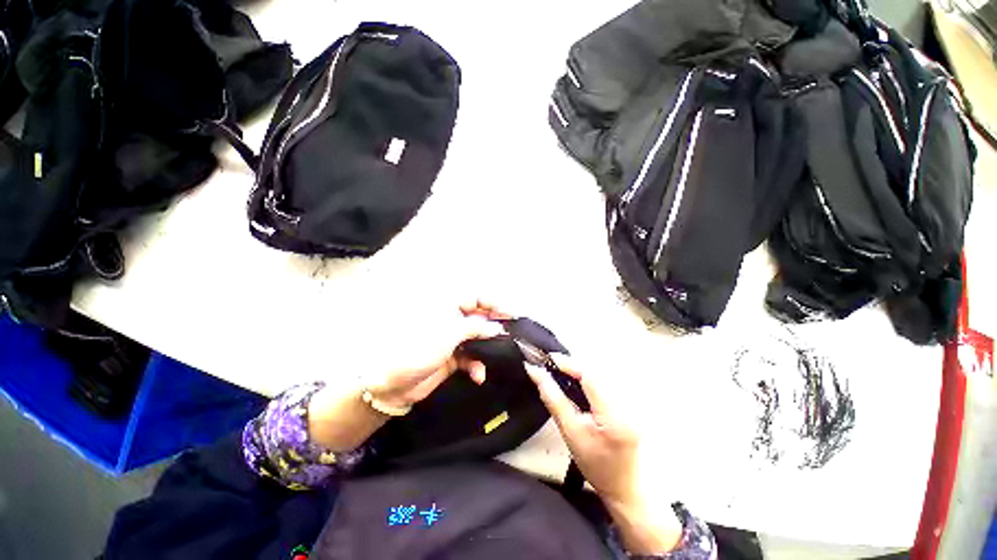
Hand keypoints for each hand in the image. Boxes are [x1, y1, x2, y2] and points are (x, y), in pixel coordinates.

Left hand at [309, 300, 505, 451]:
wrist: (393, 383)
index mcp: (448, 306)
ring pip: (478, 338)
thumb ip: (477, 327)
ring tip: (498, 355)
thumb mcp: (450, 332)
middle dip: (495, 327)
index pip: (477, 298)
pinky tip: (478, 375)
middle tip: (512, 335)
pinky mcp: (453, 357)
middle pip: (480, 318)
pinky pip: (471, 357)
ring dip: (488, 347)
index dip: (496, 304)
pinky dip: (476, 365)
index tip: (513, 314)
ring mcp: (452, 339)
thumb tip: (497, 327)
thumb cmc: (419, 348)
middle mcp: (452, 319)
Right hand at [524, 357, 682, 553]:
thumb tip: (535, 372)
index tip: (549, 357)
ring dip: (580, 368)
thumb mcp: (569, 432)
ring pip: (601, 372)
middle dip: (572, 363)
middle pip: (596, 370)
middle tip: (551, 363)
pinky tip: (576, 379)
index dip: (569, 363)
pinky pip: (605, 379)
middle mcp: (627, 403)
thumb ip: (553, 399)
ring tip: (560, 369)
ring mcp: (632, 400)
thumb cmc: (595, 465)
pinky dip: (588, 375)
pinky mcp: (630, 400)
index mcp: (613, 415)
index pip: (591, 376)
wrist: (624, 485)